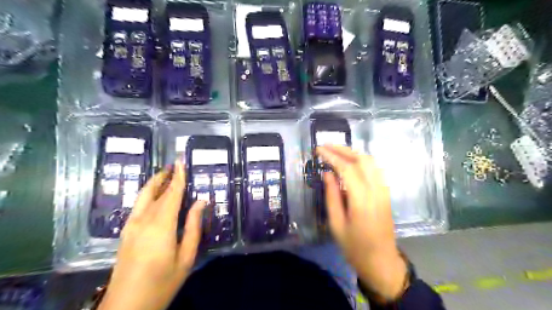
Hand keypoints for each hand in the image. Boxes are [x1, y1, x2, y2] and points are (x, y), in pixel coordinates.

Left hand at [98, 161, 204, 309]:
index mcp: (161, 225)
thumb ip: (194, 226)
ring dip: (155, 183)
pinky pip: (138, 205)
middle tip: (175, 164)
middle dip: (166, 176)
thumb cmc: (163, 282)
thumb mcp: (186, 256)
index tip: (182, 161)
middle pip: (156, 191)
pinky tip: (155, 195)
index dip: (178, 176)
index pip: (172, 193)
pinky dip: (148, 194)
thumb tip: (201, 202)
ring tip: (166, 174)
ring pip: (143, 196)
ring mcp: (131, 225)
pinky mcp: (126, 232)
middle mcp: (143, 220)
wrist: (126, 306)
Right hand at [315, 145, 408, 299]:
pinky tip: (350, 163)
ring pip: (371, 162)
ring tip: (335, 151)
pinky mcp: (386, 193)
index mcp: (362, 200)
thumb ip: (331, 196)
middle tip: (326, 146)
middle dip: (343, 149)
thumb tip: (327, 174)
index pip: (347, 169)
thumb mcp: (336, 224)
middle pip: (362, 159)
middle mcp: (376, 190)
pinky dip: (361, 161)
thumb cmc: (355, 247)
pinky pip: (375, 169)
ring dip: (353, 153)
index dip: (332, 157)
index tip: (318, 150)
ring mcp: (384, 190)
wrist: (381, 262)